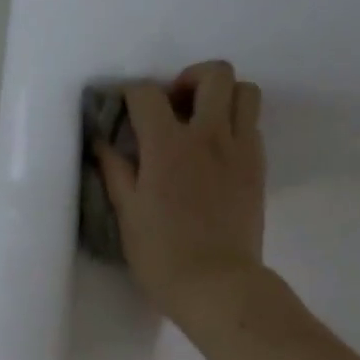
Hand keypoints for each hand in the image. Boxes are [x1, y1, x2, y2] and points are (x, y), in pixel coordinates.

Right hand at [94, 60, 265, 328]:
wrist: (216, 285)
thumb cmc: (162, 256)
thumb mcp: (127, 214)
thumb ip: (115, 171)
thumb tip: (102, 141)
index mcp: (168, 145)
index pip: (148, 94)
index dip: (131, 95)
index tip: (124, 110)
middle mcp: (209, 136)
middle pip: (215, 74)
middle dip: (190, 79)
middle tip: (174, 107)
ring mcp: (240, 150)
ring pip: (245, 92)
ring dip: (223, 96)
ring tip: (203, 122)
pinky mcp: (258, 169)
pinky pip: (253, 126)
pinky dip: (235, 126)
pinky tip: (217, 154)